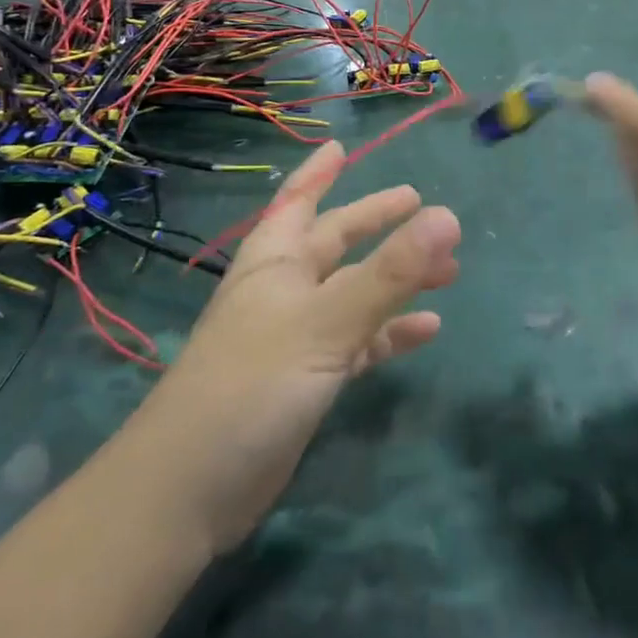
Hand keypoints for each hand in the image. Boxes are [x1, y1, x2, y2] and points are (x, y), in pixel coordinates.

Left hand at [140, 141, 459, 551]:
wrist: (188, 491)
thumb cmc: (252, 384)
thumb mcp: (327, 321)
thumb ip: (390, 272)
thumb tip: (448, 216)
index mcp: (277, 262)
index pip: (298, 202)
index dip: (318, 172)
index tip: (340, 146)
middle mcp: (285, 290)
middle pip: (336, 243)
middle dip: (376, 223)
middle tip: (420, 204)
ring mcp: (295, 336)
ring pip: (354, 292)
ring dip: (396, 280)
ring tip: (449, 270)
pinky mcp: (306, 379)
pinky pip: (358, 341)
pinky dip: (390, 333)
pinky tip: (428, 331)